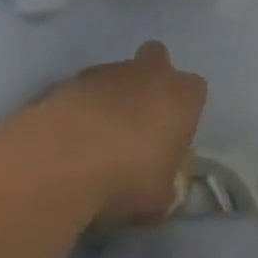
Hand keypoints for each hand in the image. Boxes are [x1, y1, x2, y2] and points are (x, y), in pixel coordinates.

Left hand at [39, 42, 207, 223]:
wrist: (62, 161)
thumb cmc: (129, 178)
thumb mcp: (161, 198)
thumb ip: (166, 185)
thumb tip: (162, 188)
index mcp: (182, 96)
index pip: (195, 90)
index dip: (184, 110)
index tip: (171, 135)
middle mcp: (149, 73)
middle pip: (157, 59)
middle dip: (150, 81)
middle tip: (139, 118)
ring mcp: (106, 72)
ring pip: (116, 73)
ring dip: (112, 95)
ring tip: (97, 135)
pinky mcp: (67, 80)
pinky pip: (82, 89)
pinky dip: (80, 106)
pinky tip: (71, 136)